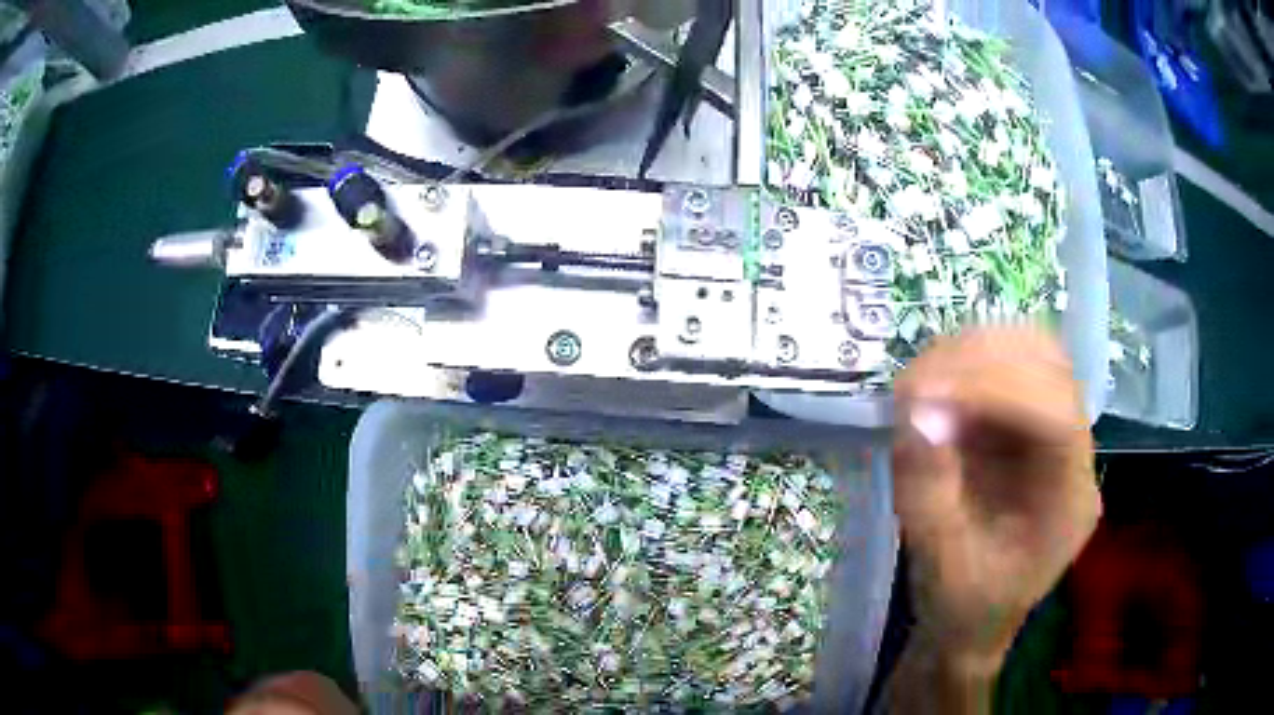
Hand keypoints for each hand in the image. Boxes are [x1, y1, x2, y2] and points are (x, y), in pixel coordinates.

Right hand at [891, 328, 1100, 671]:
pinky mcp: (1030, 422)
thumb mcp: (940, 565)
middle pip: (1051, 368)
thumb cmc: (965, 606)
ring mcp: (1056, 431)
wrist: (976, 621)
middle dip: (981, 362)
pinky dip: (967, 364)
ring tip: (921, 385)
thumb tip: (916, 410)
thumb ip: (929, 492)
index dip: (996, 390)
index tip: (928, 395)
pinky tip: (936, 388)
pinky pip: (1009, 366)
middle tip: (916, 385)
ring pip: (1032, 353)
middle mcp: (1075, 454)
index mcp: (1069, 502)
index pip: (1055, 417)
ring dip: (973, 354)